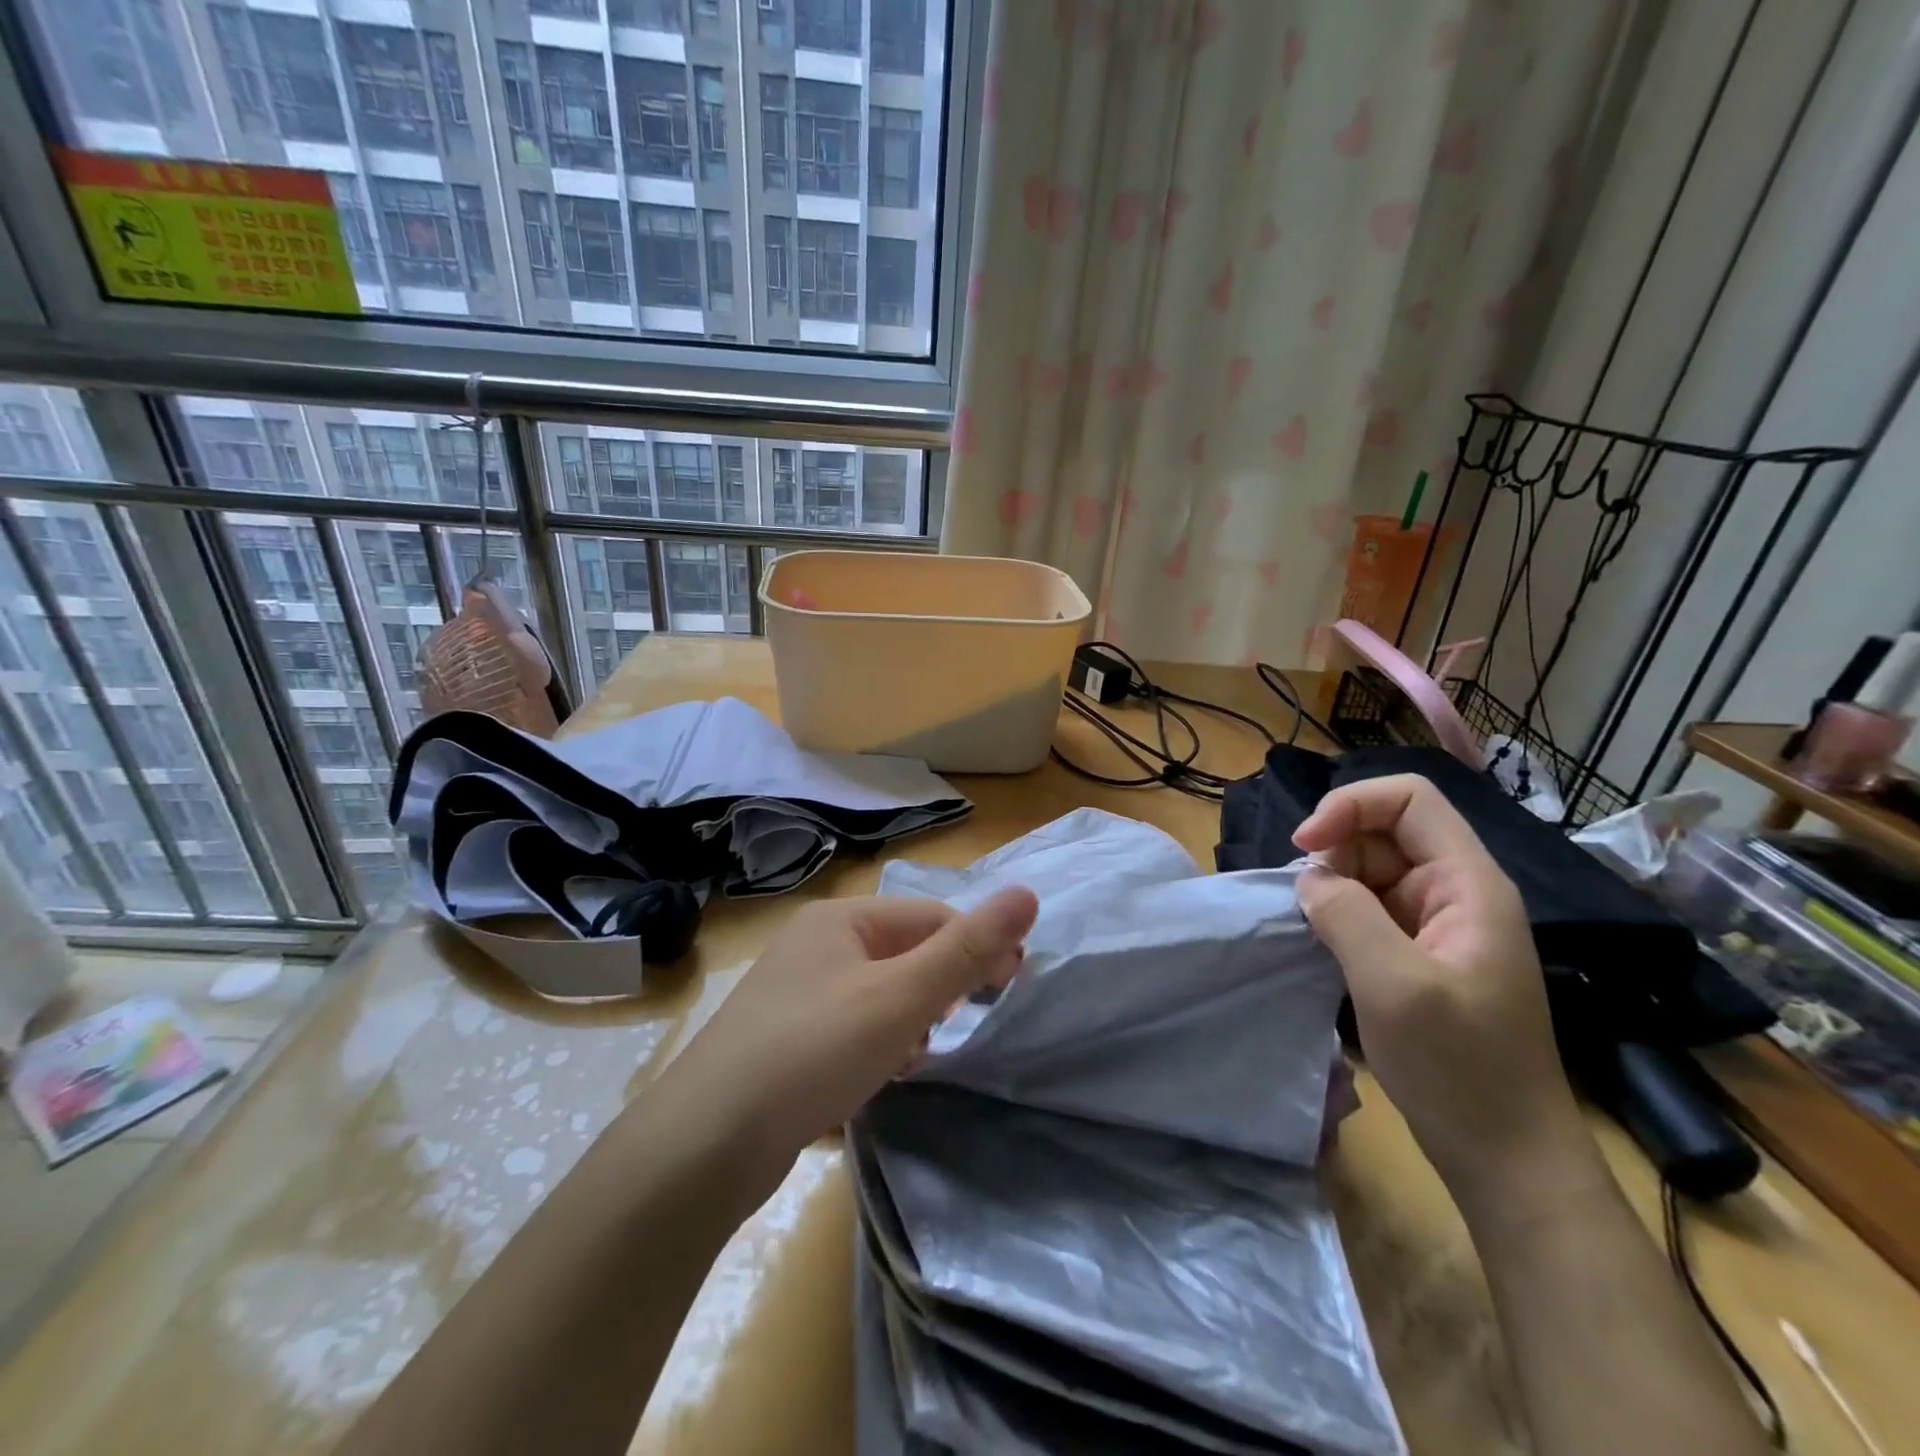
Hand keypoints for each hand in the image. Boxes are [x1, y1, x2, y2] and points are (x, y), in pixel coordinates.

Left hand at [657, 887, 1039, 1193]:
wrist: (705, 1144)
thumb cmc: (813, 1052)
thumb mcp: (901, 998)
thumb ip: (966, 949)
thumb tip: (1026, 894)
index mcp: (840, 919)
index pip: (929, 916)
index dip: (975, 946)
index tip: (1010, 986)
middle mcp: (815, 944)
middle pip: (903, 951)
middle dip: (939, 986)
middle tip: (958, 1026)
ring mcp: (795, 992)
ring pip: (879, 991)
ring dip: (910, 1017)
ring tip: (916, 1056)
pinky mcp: (784, 1037)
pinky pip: (851, 1024)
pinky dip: (877, 1042)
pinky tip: (881, 1074)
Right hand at [1292, 774, 1588, 1201]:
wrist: (1504, 1155)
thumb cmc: (1459, 1067)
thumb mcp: (1395, 985)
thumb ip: (1346, 913)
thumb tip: (1311, 878)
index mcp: (1468, 884)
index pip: (1409, 799)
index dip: (1351, 805)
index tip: (1305, 847)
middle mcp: (1455, 891)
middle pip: (1384, 830)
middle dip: (1336, 850)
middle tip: (1309, 903)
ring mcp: (1438, 923)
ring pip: (1370, 868)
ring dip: (1333, 884)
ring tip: (1316, 929)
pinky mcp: (1419, 952)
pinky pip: (1369, 906)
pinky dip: (1338, 913)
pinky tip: (1325, 943)